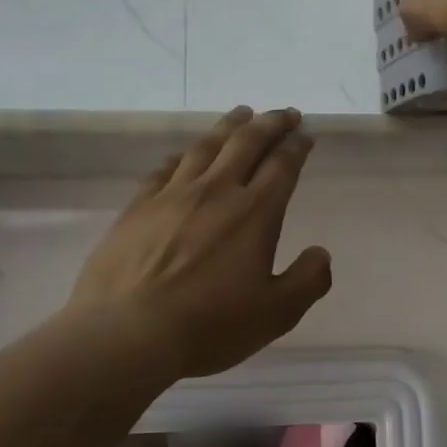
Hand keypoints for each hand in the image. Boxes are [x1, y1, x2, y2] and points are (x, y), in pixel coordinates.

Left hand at [68, 107, 332, 378]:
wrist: (126, 333)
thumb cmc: (209, 325)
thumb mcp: (276, 313)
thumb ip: (308, 280)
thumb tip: (321, 254)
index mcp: (255, 212)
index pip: (282, 164)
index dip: (297, 145)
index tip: (306, 134)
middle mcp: (216, 191)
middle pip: (247, 142)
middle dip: (270, 123)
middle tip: (284, 113)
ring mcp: (172, 195)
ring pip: (206, 146)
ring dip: (229, 126)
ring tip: (241, 114)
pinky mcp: (138, 207)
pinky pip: (164, 168)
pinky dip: (183, 156)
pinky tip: (184, 156)